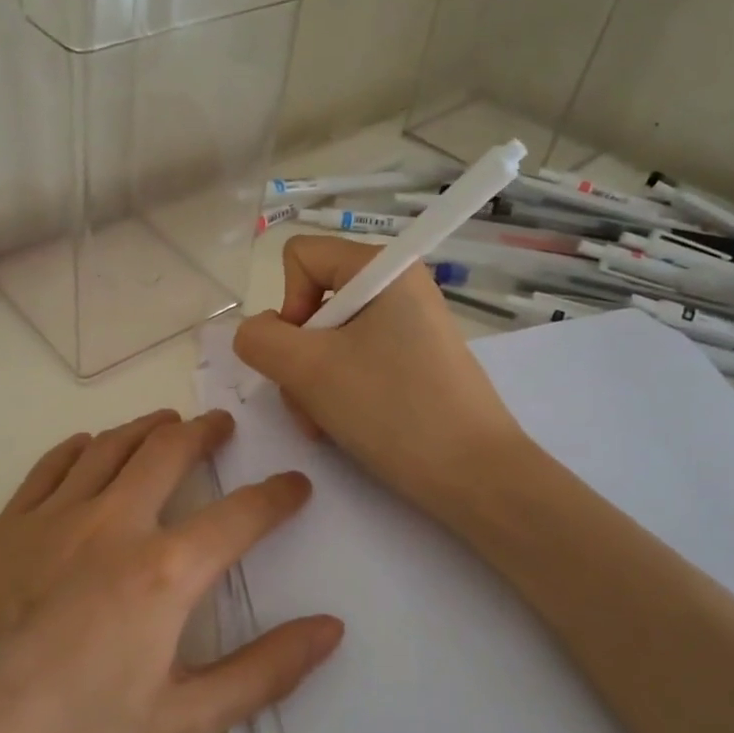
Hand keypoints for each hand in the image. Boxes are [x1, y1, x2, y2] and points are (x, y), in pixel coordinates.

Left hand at [0, 409, 342, 732]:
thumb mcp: (181, 727)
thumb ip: (263, 673)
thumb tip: (330, 628)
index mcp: (163, 573)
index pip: (239, 516)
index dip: (276, 497)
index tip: (295, 485)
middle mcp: (111, 524)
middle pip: (168, 453)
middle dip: (205, 434)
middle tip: (222, 426)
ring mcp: (51, 519)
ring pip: (110, 446)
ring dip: (147, 428)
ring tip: (169, 422)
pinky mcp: (4, 527)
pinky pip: (50, 466)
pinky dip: (80, 446)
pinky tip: (88, 446)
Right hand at [233, 235, 527, 526]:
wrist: (475, 476)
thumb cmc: (393, 410)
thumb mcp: (308, 370)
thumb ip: (260, 339)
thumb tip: (258, 333)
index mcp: (383, 268)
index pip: (300, 257)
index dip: (288, 304)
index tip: (305, 351)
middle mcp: (398, 288)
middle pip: (312, 303)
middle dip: (298, 357)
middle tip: (310, 401)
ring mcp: (408, 328)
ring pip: (328, 341)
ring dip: (311, 384)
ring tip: (325, 424)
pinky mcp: (413, 363)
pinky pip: (354, 364)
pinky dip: (337, 394)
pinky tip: (343, 428)